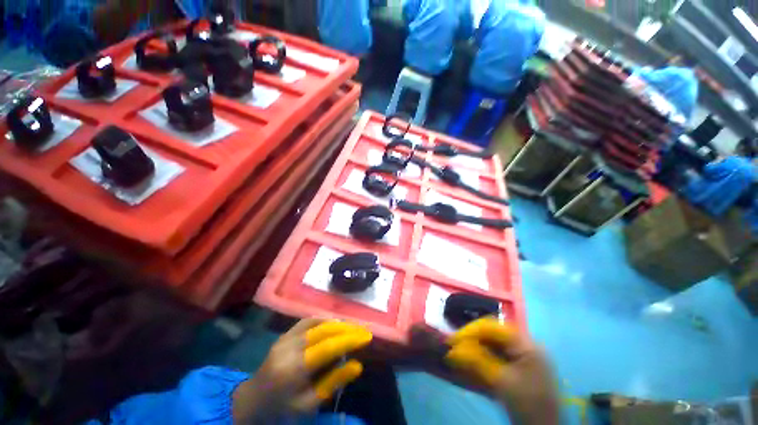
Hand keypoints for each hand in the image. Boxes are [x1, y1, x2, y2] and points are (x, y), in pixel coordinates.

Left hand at [232, 318, 372, 422]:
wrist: (251, 403)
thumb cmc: (281, 410)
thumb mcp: (308, 405)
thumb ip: (332, 383)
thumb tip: (357, 365)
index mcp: (294, 369)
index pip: (329, 347)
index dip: (350, 339)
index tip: (367, 337)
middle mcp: (289, 348)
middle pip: (324, 331)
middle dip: (347, 329)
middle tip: (363, 331)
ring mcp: (285, 338)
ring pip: (317, 323)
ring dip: (337, 323)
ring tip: (352, 327)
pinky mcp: (284, 335)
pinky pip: (307, 321)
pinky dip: (323, 320)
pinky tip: (332, 324)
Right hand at [444, 318, 558, 424]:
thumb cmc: (527, 404)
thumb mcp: (501, 382)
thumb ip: (477, 361)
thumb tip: (453, 349)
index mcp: (526, 344)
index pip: (494, 327)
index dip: (472, 330)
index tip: (454, 339)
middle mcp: (526, 345)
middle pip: (494, 334)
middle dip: (473, 339)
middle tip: (455, 346)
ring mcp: (525, 356)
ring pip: (495, 344)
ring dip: (477, 347)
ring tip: (461, 352)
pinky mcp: (521, 367)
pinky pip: (499, 355)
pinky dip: (485, 357)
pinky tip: (473, 361)